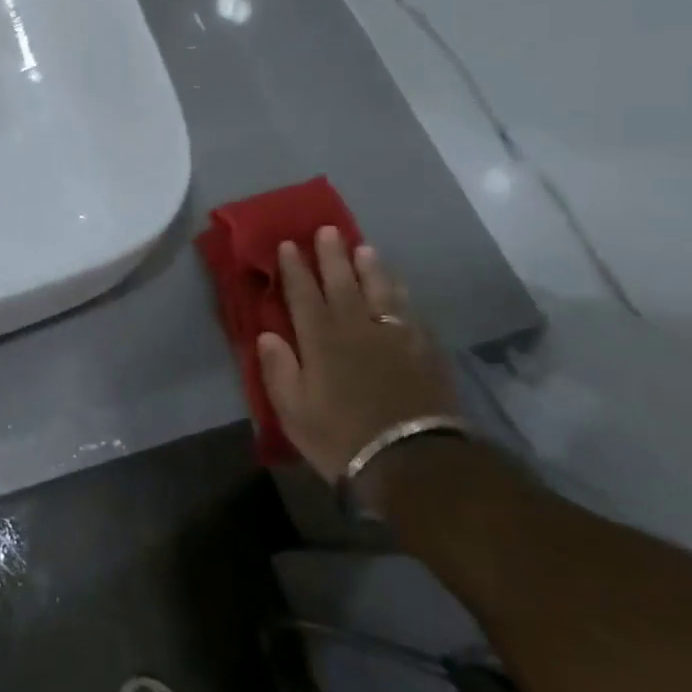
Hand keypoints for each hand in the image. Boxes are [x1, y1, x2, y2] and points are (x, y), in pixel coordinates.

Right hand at [255, 227, 457, 484]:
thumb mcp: (293, 411)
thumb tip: (267, 335)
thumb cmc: (341, 437)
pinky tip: (399, 288)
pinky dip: (400, 295)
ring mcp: (394, 337)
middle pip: (342, 283)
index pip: (303, 294)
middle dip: (332, 256)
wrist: (413, 461)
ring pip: (380, 292)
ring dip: (369, 268)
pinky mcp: (424, 352)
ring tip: (364, 248)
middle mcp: (356, 329)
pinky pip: (409, 313)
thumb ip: (278, 369)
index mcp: (320, 341)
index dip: (294, 269)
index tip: (288, 244)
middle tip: (327, 230)